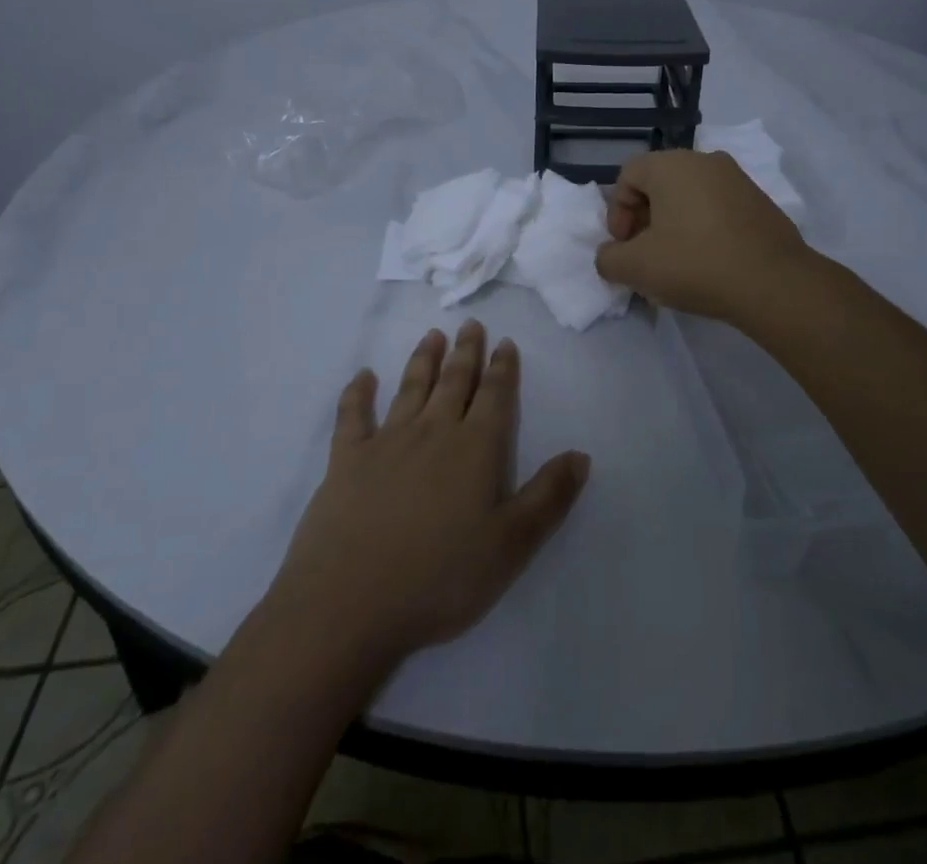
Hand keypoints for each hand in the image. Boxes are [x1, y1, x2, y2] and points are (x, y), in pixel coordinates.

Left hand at [266, 321, 589, 670]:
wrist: (350, 602)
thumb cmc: (440, 577)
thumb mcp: (511, 545)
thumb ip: (548, 497)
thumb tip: (581, 455)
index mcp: (475, 449)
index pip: (494, 397)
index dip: (503, 369)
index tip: (505, 342)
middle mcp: (433, 432)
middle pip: (454, 382)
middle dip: (466, 353)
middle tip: (470, 325)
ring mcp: (386, 442)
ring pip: (410, 388)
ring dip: (423, 360)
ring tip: (431, 335)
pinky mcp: (346, 459)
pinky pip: (353, 415)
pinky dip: (358, 393)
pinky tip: (363, 376)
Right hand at [594, 149, 812, 321]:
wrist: (774, 284)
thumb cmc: (696, 264)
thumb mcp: (636, 268)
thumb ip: (608, 258)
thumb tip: (611, 255)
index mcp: (671, 165)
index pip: (627, 175)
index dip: (616, 212)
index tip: (624, 246)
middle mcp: (705, 160)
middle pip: (659, 183)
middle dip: (644, 218)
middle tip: (645, 254)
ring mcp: (738, 179)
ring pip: (690, 195)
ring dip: (673, 224)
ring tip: (675, 262)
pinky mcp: (760, 202)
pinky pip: (718, 208)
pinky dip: (704, 228)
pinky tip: (708, 262)